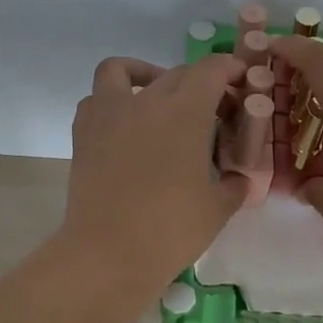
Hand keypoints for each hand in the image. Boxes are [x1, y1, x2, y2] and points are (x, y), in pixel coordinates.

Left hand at [62, 53, 249, 292]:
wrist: (108, 253)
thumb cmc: (170, 229)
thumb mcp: (217, 208)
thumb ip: (233, 185)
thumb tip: (239, 179)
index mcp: (185, 111)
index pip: (210, 70)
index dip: (229, 69)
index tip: (240, 81)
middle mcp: (146, 101)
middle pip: (176, 73)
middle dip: (199, 82)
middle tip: (211, 108)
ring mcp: (109, 114)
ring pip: (122, 70)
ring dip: (143, 74)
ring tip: (156, 97)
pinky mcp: (82, 133)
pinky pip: (96, 100)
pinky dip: (111, 101)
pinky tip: (125, 125)